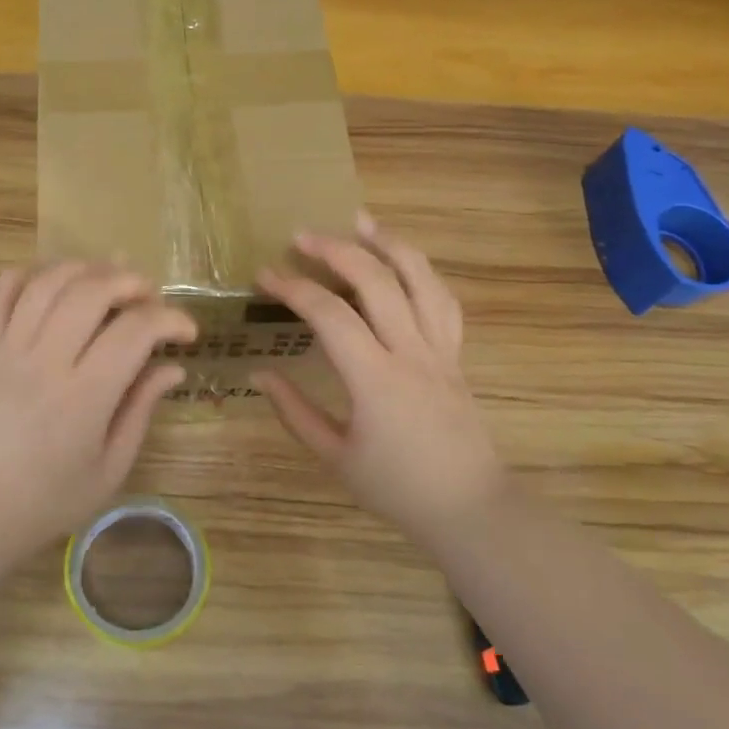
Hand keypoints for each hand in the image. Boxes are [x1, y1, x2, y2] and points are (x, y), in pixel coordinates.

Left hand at [0, 262, 194, 550]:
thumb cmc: (51, 499)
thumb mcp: (111, 466)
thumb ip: (141, 409)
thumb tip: (172, 367)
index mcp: (85, 395)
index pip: (135, 331)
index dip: (170, 319)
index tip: (187, 333)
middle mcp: (46, 361)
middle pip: (90, 291)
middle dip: (129, 281)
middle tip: (148, 296)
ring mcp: (9, 351)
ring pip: (46, 284)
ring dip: (83, 269)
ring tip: (106, 277)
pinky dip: (25, 276)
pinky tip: (49, 281)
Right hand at [253, 214, 508, 549]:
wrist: (468, 506)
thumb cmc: (395, 487)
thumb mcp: (335, 455)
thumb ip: (295, 412)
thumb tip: (261, 375)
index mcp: (376, 380)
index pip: (330, 316)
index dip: (294, 288)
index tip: (265, 274)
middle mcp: (411, 353)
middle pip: (377, 281)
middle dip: (337, 250)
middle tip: (302, 236)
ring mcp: (440, 350)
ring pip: (421, 279)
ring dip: (389, 244)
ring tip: (361, 222)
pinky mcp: (456, 354)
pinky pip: (443, 301)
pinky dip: (421, 272)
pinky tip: (403, 261)